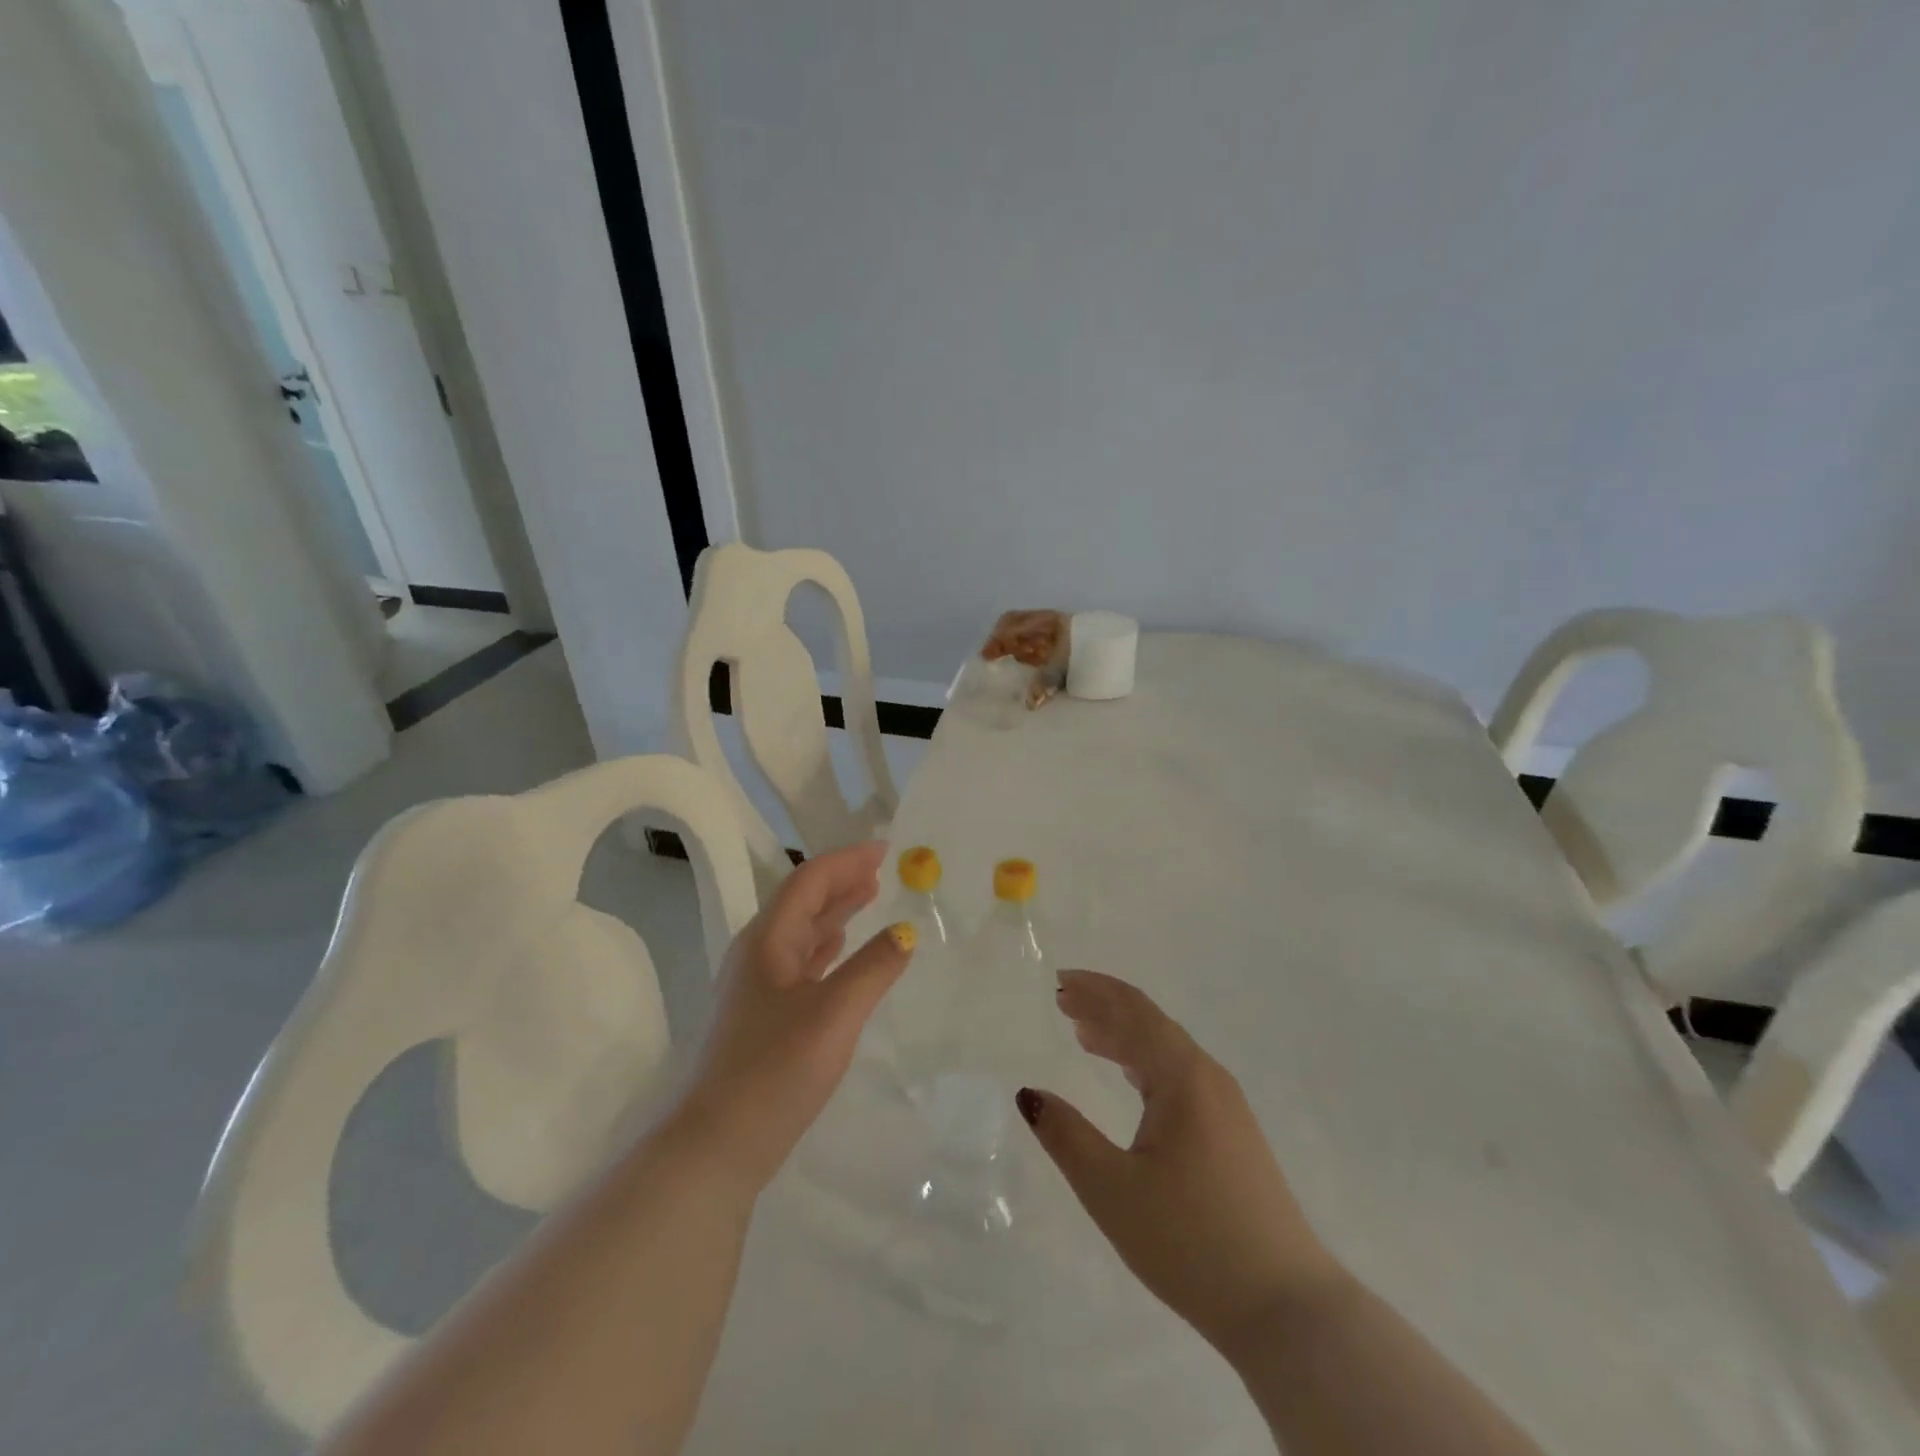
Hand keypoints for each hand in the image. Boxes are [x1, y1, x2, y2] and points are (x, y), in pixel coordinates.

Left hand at [678, 841, 915, 1192]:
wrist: (716, 1146)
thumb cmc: (775, 1070)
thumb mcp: (835, 1013)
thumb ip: (874, 967)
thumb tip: (906, 932)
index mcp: (767, 941)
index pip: (809, 882)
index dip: (846, 861)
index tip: (884, 849)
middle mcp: (757, 954)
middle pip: (802, 902)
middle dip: (841, 881)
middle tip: (881, 870)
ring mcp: (756, 987)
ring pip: (800, 932)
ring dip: (834, 911)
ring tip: (868, 897)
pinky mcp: (761, 1017)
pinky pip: (800, 962)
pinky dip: (825, 946)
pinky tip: (839, 950)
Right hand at [1017, 970, 1344, 1357]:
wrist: (1285, 1309)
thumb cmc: (1190, 1242)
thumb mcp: (1111, 1190)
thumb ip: (1066, 1135)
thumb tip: (1028, 1093)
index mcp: (1182, 1077)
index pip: (1133, 1013)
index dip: (1094, 992)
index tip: (1058, 983)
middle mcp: (1208, 1078)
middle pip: (1151, 1024)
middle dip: (1105, 1007)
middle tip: (1062, 1001)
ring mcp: (1227, 1106)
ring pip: (1167, 1050)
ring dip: (1124, 1035)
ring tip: (1084, 1033)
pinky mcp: (1234, 1133)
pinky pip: (1180, 1076)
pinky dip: (1145, 1064)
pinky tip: (1129, 1078)